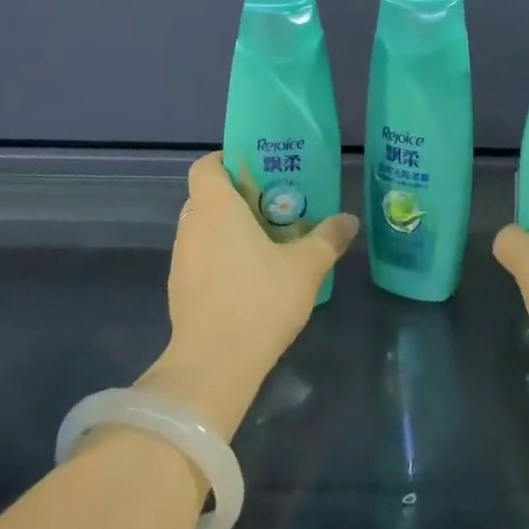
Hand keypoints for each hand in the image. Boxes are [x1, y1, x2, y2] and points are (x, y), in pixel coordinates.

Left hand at [139, 153, 357, 438]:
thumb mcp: (306, 266)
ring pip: (204, 229)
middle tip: (274, 206)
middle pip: (208, 196)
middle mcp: (192, 226)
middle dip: (239, 198)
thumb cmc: (259, 300)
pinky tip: (251, 278)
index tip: (257, 171)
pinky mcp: (180, 291)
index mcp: (216, 207)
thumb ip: (328, 237)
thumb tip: (349, 219)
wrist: (213, 367)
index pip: (206, 166)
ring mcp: (181, 260)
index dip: (227, 161)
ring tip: (267, 242)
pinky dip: (221, 258)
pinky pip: (201, 258)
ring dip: (230, 230)